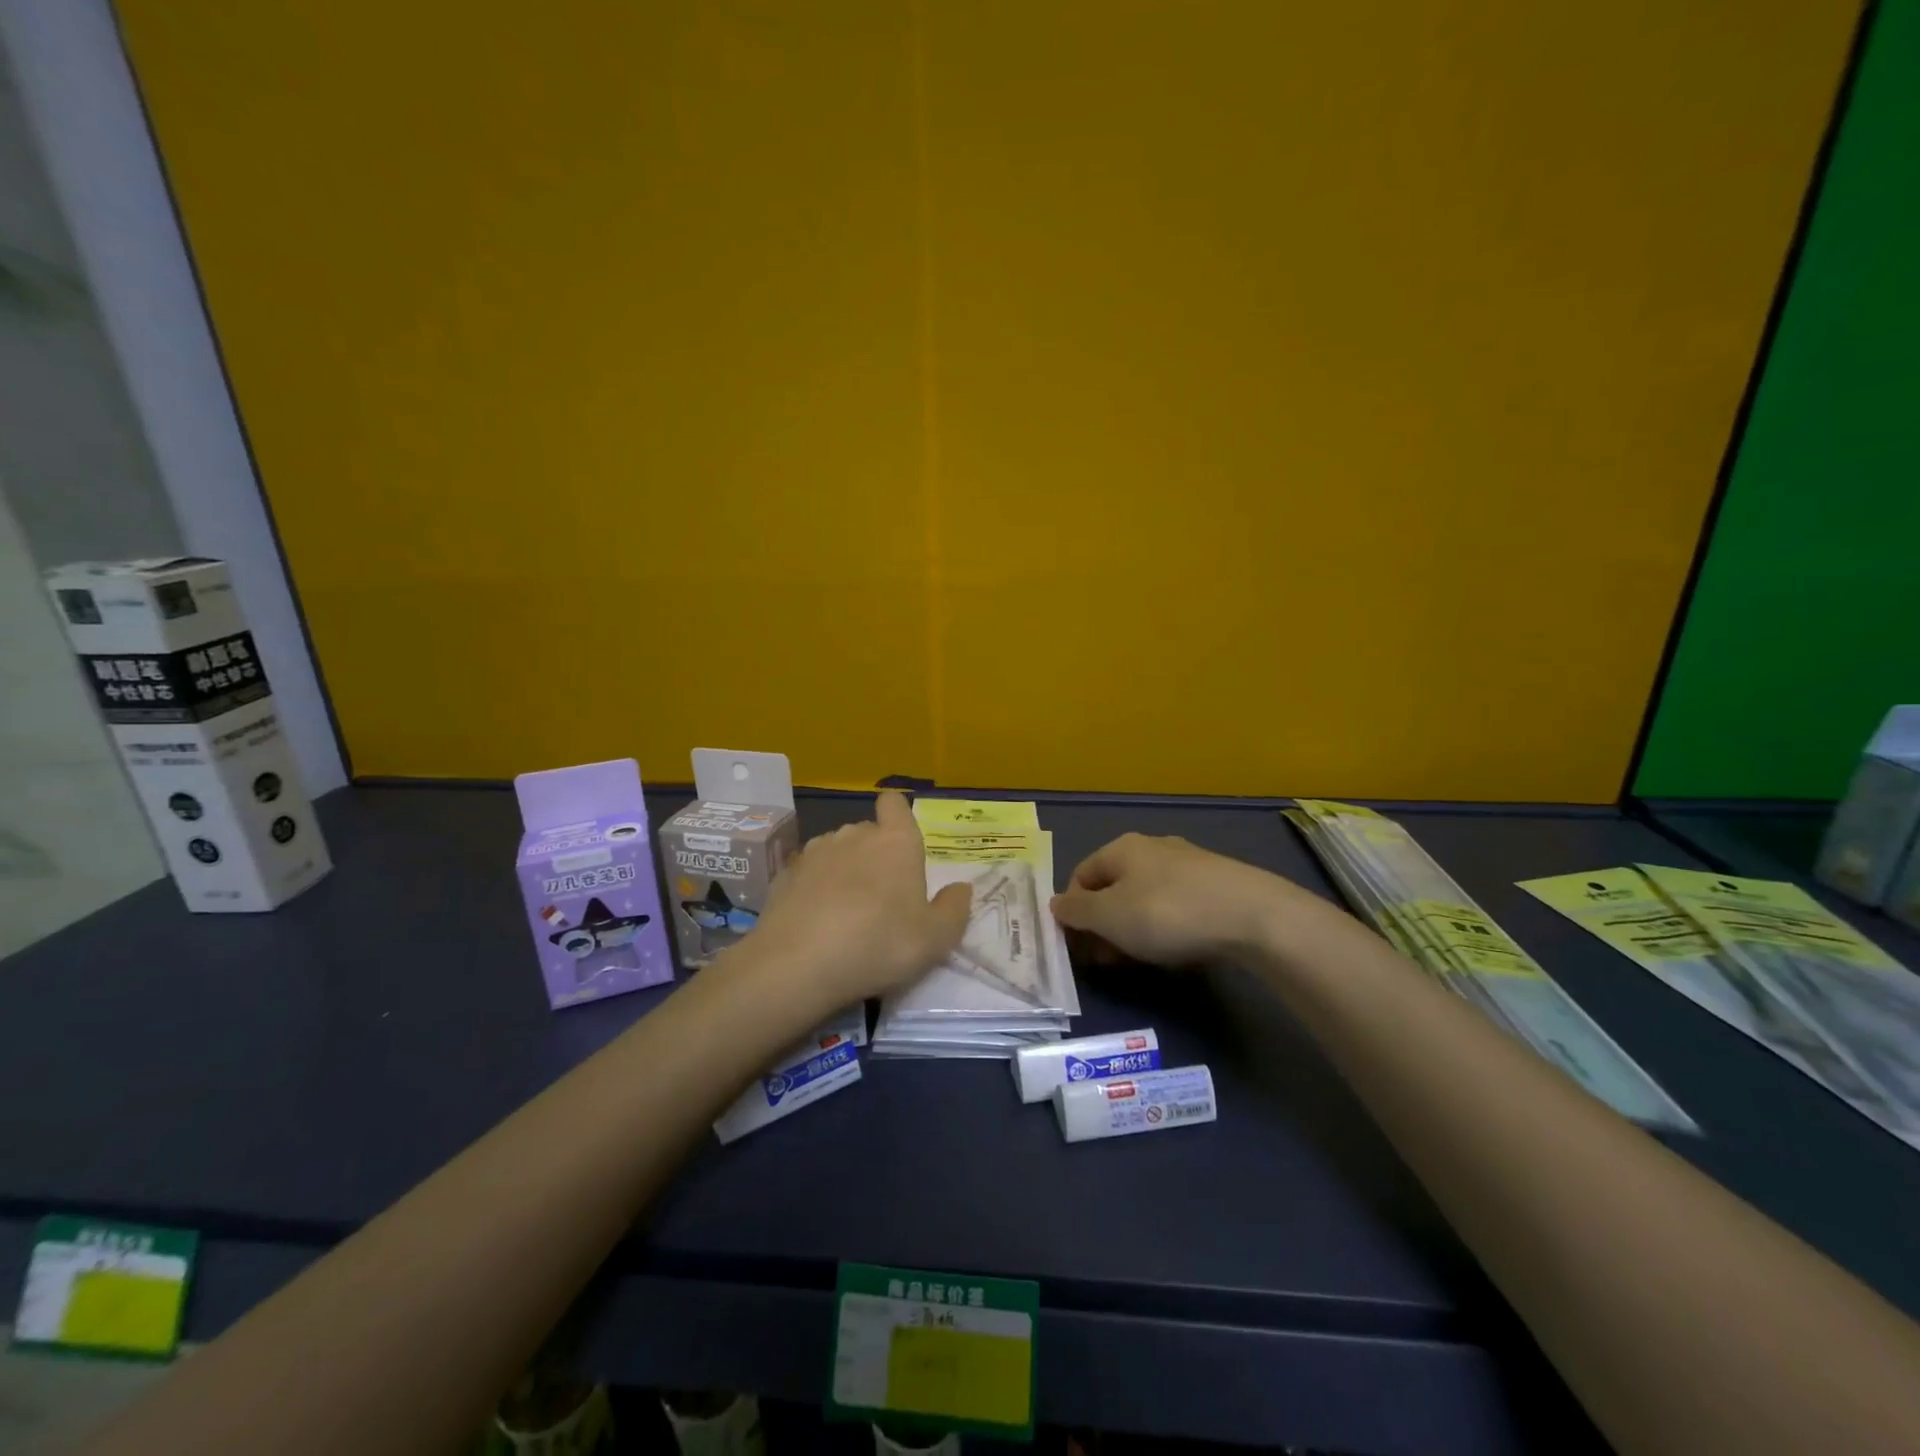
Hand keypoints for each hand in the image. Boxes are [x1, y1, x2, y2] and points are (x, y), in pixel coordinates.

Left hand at [747, 790, 971, 1009]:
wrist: (797, 964)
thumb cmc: (879, 944)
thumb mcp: (935, 938)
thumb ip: (954, 909)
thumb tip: (961, 888)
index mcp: (896, 841)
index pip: (895, 803)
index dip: (898, 815)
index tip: (902, 843)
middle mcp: (855, 834)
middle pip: (869, 831)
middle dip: (876, 854)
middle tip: (883, 898)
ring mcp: (815, 851)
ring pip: (837, 850)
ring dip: (845, 870)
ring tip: (846, 912)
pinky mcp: (785, 874)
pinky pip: (809, 873)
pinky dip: (815, 888)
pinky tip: (816, 921)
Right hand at [1051, 833, 1331, 967]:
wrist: (1252, 916)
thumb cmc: (1167, 913)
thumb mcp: (1109, 917)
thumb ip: (1077, 912)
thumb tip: (1056, 905)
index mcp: (1121, 848)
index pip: (1080, 876)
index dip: (1073, 912)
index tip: (1081, 947)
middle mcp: (1152, 847)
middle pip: (1113, 887)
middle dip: (1105, 924)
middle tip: (1110, 959)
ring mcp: (1187, 863)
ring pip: (1145, 897)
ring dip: (1134, 929)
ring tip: (1143, 959)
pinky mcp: (1216, 883)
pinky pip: (1176, 905)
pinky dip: (1167, 926)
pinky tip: (1178, 947)